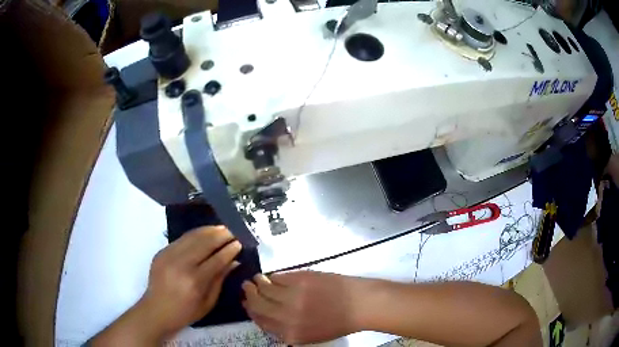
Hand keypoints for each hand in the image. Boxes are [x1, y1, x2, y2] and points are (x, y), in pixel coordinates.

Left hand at [89, 226, 240, 345]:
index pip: (216, 259)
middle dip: (221, 235)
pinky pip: (181, 239)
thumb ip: (220, 280)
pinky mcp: (161, 252)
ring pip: (192, 236)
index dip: (229, 250)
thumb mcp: (208, 302)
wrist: (156, 310)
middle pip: (204, 243)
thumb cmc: (185, 312)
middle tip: (232, 232)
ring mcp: (169, 256)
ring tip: (220, 228)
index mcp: (195, 282)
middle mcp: (181, 265)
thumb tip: (234, 262)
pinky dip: (194, 234)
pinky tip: (203, 233)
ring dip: (208, 230)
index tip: (239, 243)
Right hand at [242, 271, 369, 343]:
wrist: (359, 305)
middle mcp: (286, 316)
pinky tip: (273, 276)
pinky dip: (272, 276)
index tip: (247, 304)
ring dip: (257, 282)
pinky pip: (277, 277)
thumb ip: (285, 329)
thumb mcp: (309, 335)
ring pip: (263, 288)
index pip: (260, 321)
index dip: (251, 311)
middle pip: (256, 304)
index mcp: (289, 334)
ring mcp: (292, 296)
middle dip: (248, 295)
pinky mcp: (299, 280)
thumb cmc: (336, 323)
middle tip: (247, 287)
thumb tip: (265, 315)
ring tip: (257, 279)